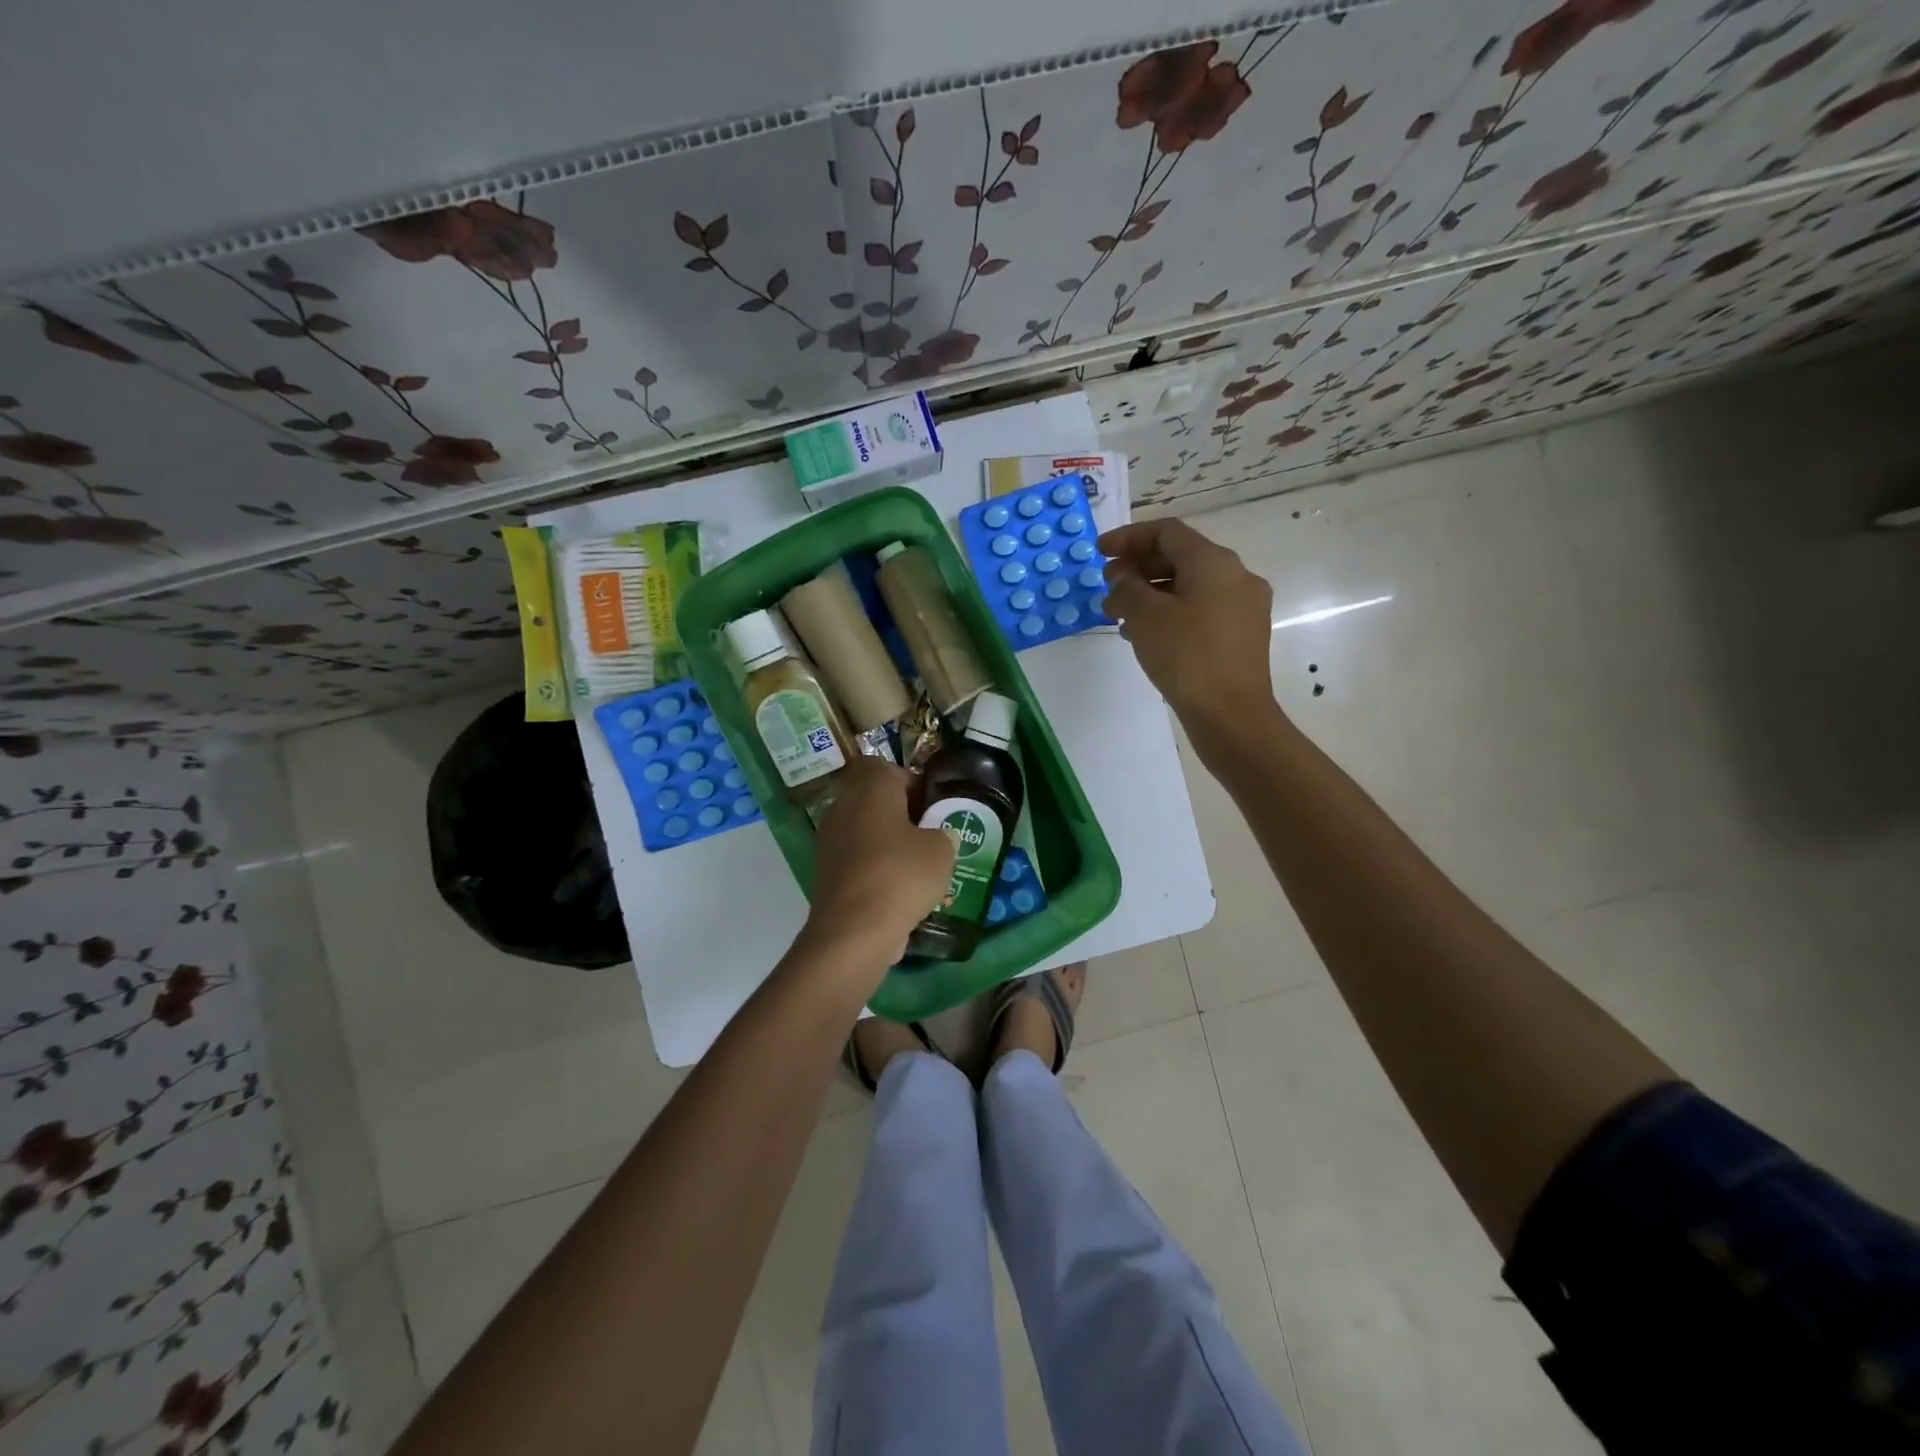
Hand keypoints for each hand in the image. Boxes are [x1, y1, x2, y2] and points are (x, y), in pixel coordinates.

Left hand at [798, 758, 956, 972]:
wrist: (854, 930)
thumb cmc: (901, 875)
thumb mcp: (941, 850)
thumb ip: (943, 835)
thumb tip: (938, 836)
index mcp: (870, 788)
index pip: (885, 768)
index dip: (910, 782)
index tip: (931, 805)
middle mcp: (843, 806)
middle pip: (872, 799)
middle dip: (900, 813)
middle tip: (928, 834)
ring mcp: (829, 840)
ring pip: (863, 830)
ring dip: (887, 842)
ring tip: (917, 865)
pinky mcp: (825, 872)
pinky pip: (856, 859)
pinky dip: (874, 868)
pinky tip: (898, 890)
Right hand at [1099, 519, 1276, 734]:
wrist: (1231, 715)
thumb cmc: (1186, 657)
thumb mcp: (1145, 617)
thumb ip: (1127, 587)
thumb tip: (1122, 576)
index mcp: (1214, 562)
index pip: (1167, 532)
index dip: (1129, 537)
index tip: (1099, 552)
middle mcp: (1236, 576)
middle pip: (1181, 557)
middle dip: (1139, 567)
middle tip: (1107, 585)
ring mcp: (1244, 606)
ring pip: (1190, 585)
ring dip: (1151, 593)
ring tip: (1118, 615)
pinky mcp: (1242, 635)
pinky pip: (1201, 609)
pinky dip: (1171, 612)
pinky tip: (1145, 635)